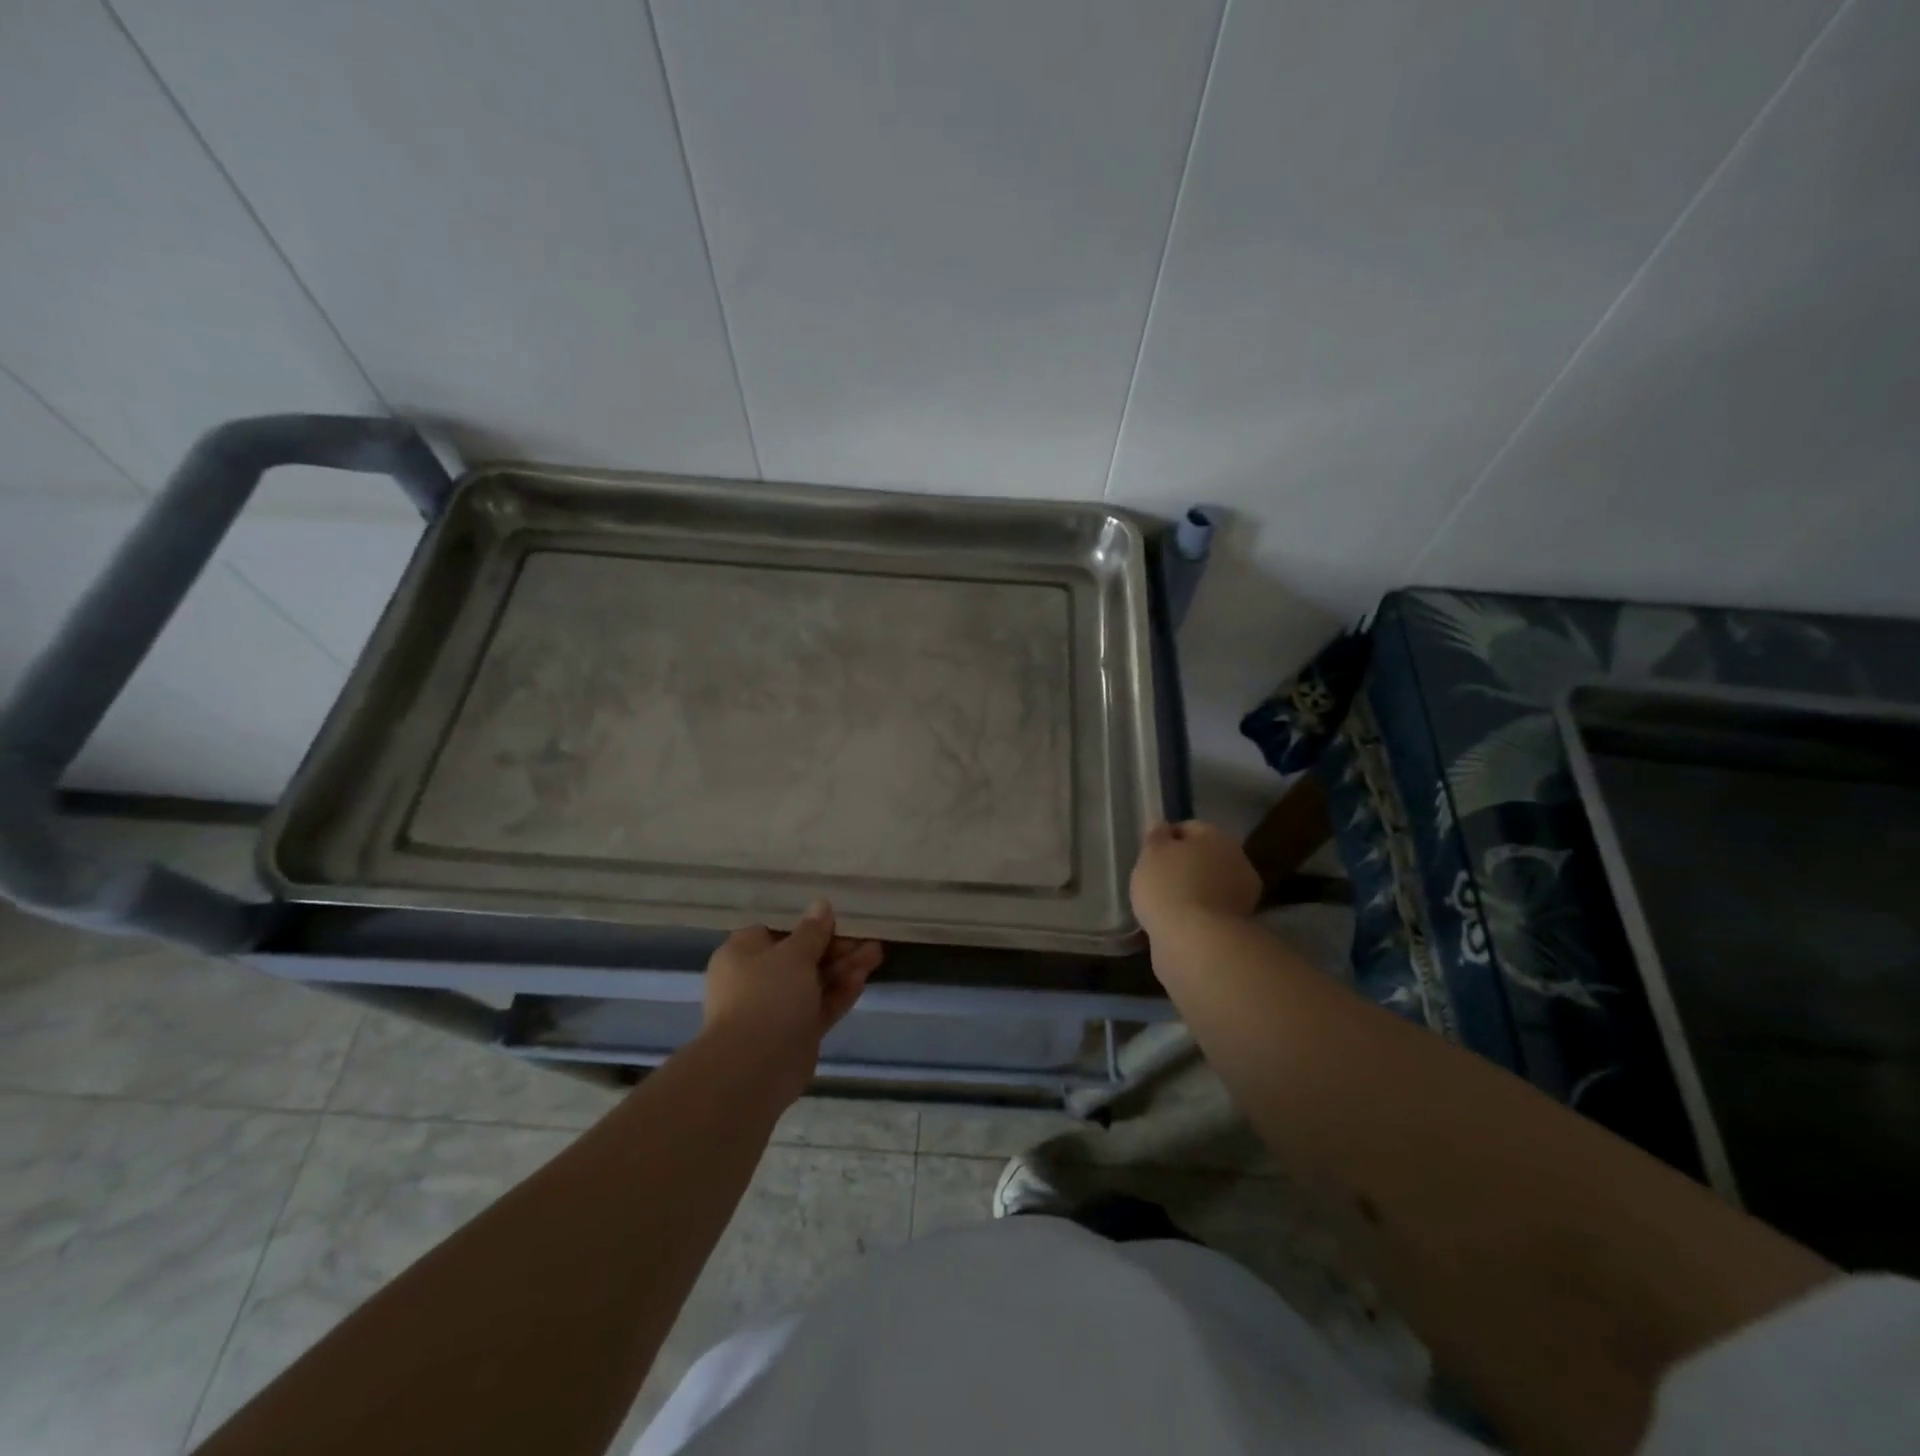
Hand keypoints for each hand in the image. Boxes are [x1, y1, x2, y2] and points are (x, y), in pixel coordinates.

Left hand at [701, 900, 882, 1102]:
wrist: (755, 1066)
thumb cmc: (767, 995)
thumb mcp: (794, 953)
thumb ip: (812, 930)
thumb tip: (822, 904)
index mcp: (742, 954)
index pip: (777, 931)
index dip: (808, 926)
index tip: (837, 921)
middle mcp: (756, 979)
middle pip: (801, 957)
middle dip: (835, 948)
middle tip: (866, 939)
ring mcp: (776, 1009)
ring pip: (814, 982)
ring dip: (844, 968)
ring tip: (877, 953)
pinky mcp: (795, 1033)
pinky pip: (819, 1006)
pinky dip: (839, 993)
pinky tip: (864, 979)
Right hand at [1129, 820, 1261, 936]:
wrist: (1195, 942)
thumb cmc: (1169, 886)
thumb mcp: (1151, 853)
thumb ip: (1157, 836)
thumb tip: (1163, 826)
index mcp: (1217, 836)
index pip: (1189, 828)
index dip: (1166, 839)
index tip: (1148, 856)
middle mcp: (1237, 860)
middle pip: (1203, 857)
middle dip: (1183, 866)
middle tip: (1155, 880)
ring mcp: (1243, 895)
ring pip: (1208, 885)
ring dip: (1192, 892)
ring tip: (1164, 906)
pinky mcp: (1239, 926)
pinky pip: (1210, 912)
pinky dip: (1197, 915)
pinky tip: (1177, 924)